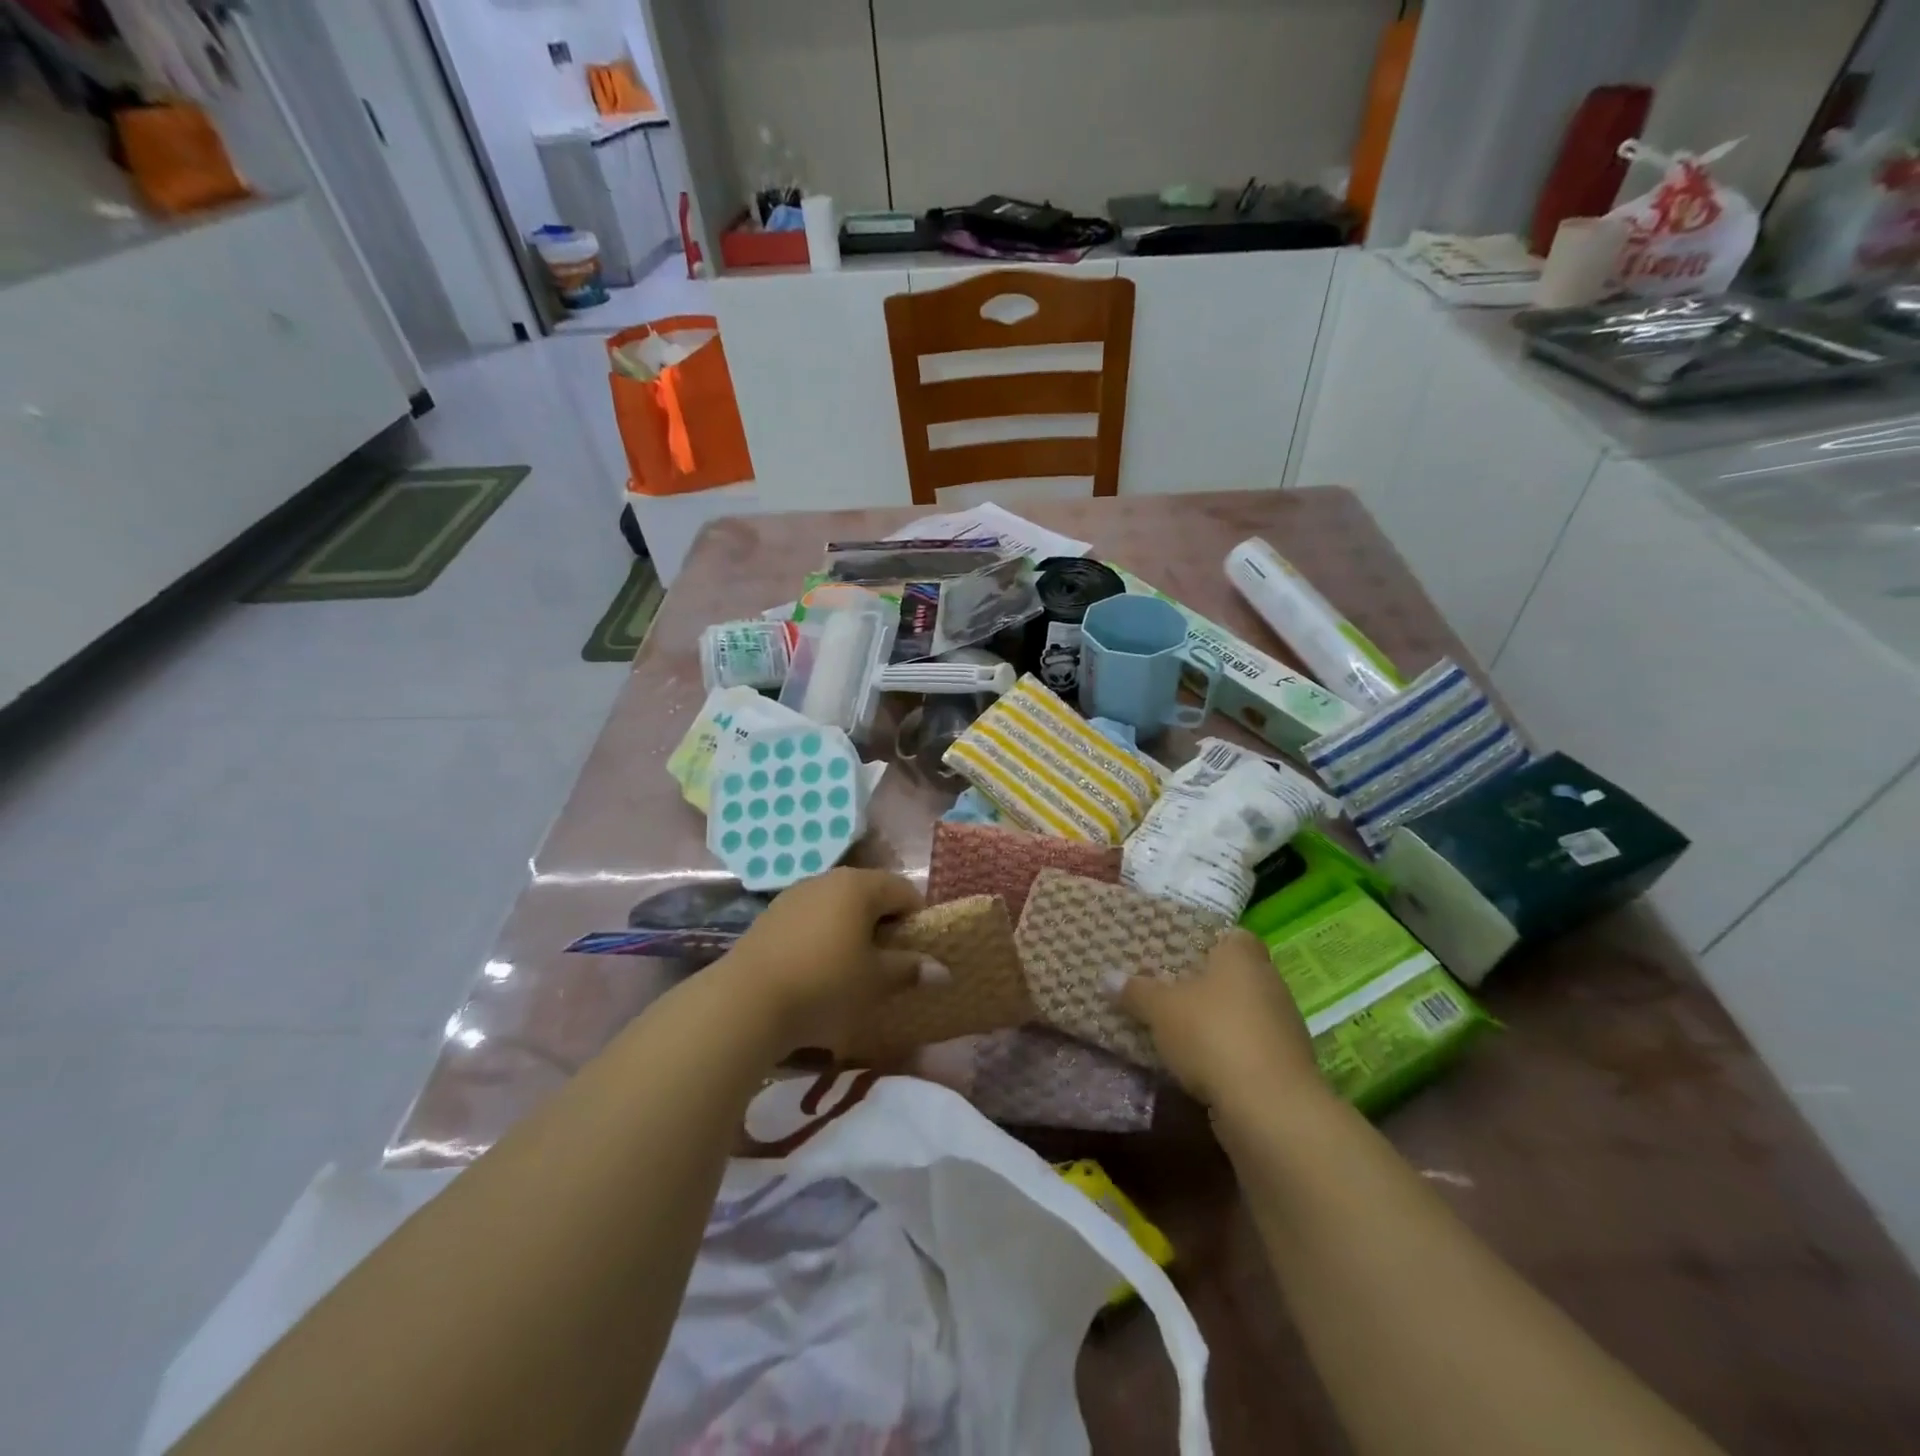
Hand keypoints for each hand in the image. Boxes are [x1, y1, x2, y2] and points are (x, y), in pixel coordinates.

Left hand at [719, 868, 945, 1056]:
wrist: (746, 1000)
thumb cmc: (825, 984)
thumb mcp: (875, 981)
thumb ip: (909, 969)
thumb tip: (942, 971)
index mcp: (859, 885)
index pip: (904, 890)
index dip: (917, 919)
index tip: (917, 952)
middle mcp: (828, 879)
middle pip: (870, 894)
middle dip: (884, 924)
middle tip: (888, 962)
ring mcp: (795, 894)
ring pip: (838, 906)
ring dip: (852, 930)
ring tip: (852, 968)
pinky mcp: (772, 914)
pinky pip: (812, 918)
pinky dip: (824, 936)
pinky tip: (817, 968)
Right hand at [1106, 929, 1323, 1110]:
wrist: (1270, 1108)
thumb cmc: (1214, 1035)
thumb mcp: (1161, 1009)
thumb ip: (1136, 991)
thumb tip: (1109, 977)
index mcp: (1243, 955)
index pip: (1229, 935)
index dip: (1204, 941)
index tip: (1175, 952)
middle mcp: (1269, 982)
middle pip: (1233, 975)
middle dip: (1203, 983)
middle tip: (1164, 988)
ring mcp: (1282, 1026)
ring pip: (1240, 1013)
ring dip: (1214, 1021)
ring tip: (1174, 1028)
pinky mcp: (1284, 1066)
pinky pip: (1246, 1047)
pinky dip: (1225, 1052)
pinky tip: (1196, 1064)